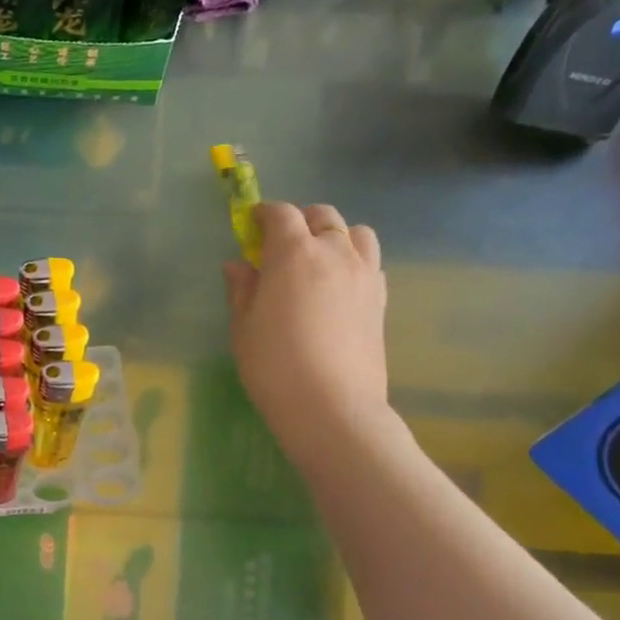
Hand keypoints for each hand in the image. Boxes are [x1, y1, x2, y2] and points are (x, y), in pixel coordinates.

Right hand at [224, 202, 394, 466]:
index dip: (263, 214)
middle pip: (322, 216)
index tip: (250, 225)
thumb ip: (242, 289)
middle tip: (280, 244)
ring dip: (334, 236)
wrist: (331, 405)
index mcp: (293, 253)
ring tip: (317, 260)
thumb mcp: (243, 326)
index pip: (281, 214)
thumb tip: (238, 265)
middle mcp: (334, 252)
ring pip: (356, 233)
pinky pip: (370, 262)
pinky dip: (353, 261)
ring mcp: (364, 274)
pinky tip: (337, 287)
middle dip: (300, 220)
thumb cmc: (273, 364)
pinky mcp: (381, 298)